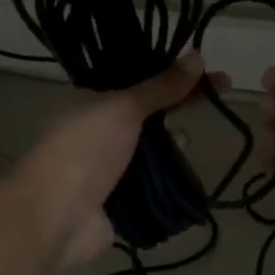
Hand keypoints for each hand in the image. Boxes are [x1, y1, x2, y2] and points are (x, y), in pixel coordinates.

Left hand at [11, 53, 222, 266]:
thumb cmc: (84, 151)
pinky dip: (171, 178)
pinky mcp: (122, 201)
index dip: (177, 75)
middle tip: (220, 99)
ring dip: (174, 145)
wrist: (55, 217)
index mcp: (93, 103)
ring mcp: (111, 169)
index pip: (142, 81)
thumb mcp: (122, 108)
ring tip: (189, 142)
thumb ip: (161, 86)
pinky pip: (154, 184)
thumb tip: (197, 57)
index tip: (212, 73)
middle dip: (180, 107)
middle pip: (150, 115)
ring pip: (154, 150)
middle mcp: (101, 132)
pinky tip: (186, 173)